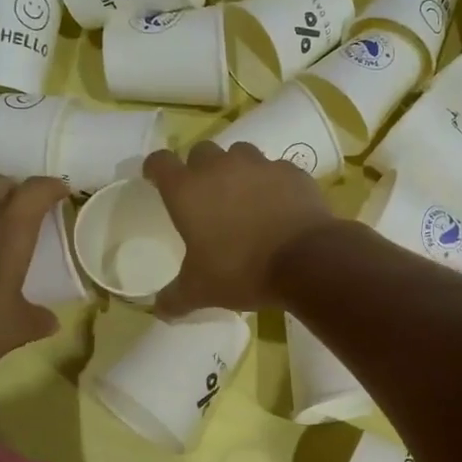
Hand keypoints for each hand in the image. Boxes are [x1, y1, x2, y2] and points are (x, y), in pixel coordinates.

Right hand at [144, 141, 334, 314]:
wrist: (305, 259)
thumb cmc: (241, 271)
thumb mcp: (201, 291)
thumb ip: (175, 298)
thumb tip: (160, 310)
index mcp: (187, 190)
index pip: (160, 162)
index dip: (155, 168)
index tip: (156, 178)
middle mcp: (220, 167)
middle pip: (201, 151)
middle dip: (199, 168)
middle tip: (205, 194)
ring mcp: (259, 165)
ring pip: (240, 153)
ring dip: (236, 169)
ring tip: (243, 195)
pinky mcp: (291, 171)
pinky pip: (275, 169)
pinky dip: (272, 182)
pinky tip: (278, 204)